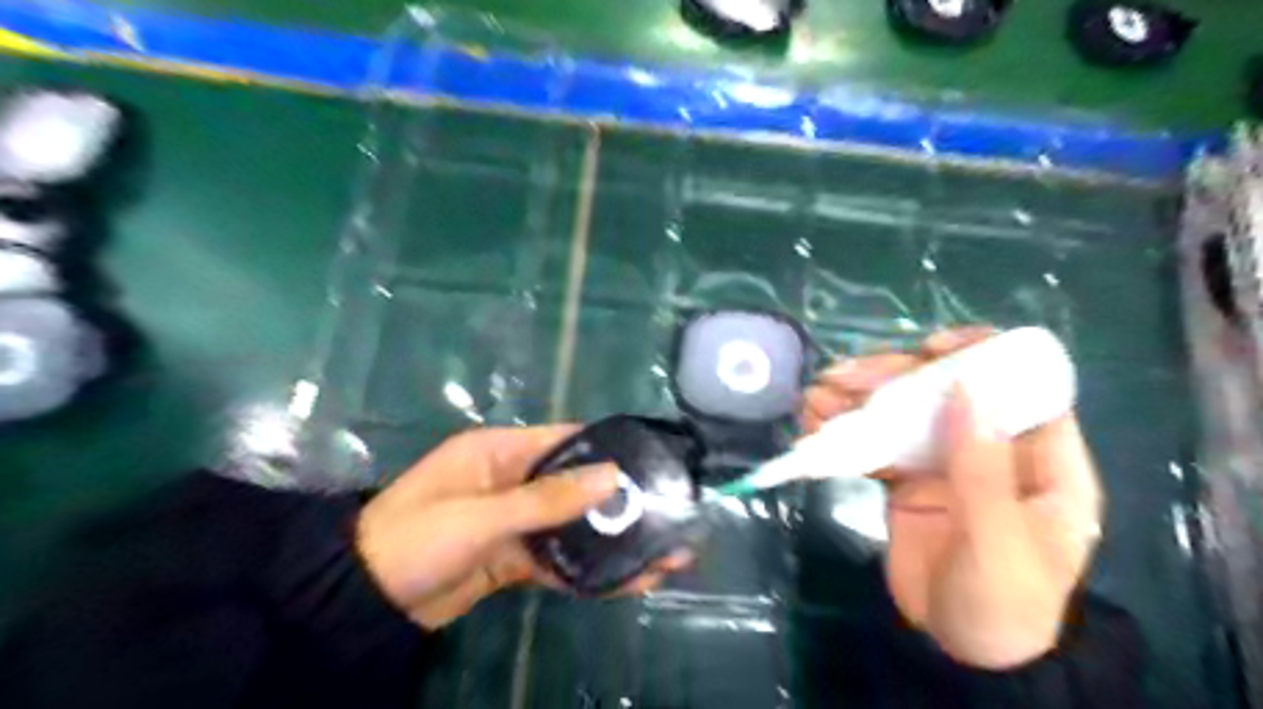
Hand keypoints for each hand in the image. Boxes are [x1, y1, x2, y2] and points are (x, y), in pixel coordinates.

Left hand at [353, 424, 689, 629]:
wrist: (363, 603)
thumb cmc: (416, 538)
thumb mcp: (481, 515)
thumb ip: (548, 499)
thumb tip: (613, 476)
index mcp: (501, 452)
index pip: (565, 440)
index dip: (608, 448)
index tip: (653, 462)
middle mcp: (514, 481)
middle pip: (577, 486)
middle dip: (620, 503)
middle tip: (671, 516)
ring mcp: (516, 522)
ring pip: (573, 527)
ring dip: (612, 541)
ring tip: (664, 555)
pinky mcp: (514, 559)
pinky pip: (559, 560)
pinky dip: (590, 571)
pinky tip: (628, 582)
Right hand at [803, 326, 1103, 669]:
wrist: (962, 657)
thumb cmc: (1003, 606)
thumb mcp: (999, 542)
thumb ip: (982, 469)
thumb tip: (965, 389)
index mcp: (1042, 461)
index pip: (1023, 387)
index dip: (981, 356)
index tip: (930, 348)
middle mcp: (993, 451)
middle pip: (946, 393)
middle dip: (894, 378)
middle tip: (842, 377)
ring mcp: (945, 463)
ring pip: (904, 414)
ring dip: (858, 399)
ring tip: (815, 396)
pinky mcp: (908, 480)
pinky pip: (876, 445)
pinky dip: (845, 432)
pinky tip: (813, 422)